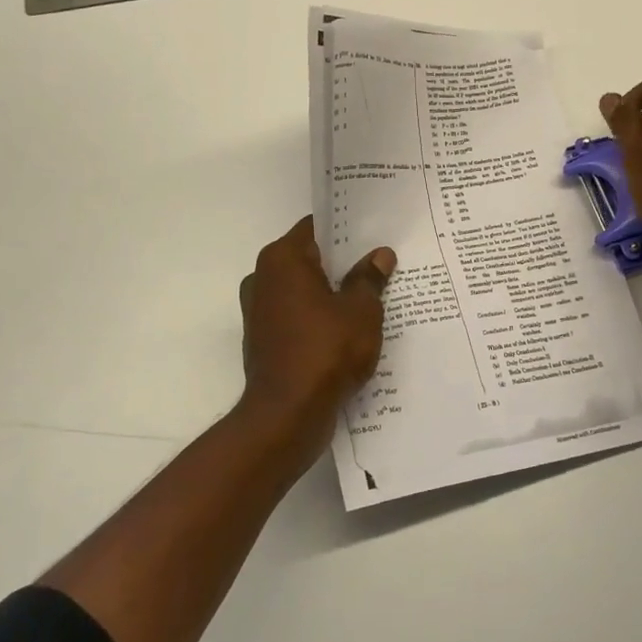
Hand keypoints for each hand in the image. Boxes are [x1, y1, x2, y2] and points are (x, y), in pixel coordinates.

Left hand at [237, 217, 396, 461]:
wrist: (287, 414)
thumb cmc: (326, 350)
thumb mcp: (360, 310)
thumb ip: (369, 279)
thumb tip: (379, 255)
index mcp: (282, 260)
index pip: (316, 227)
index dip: (346, 229)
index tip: (373, 232)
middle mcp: (263, 279)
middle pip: (310, 260)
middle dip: (342, 263)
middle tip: (381, 264)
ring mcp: (260, 312)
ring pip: (304, 291)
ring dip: (332, 294)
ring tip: (372, 298)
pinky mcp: (264, 341)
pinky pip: (298, 318)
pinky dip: (319, 320)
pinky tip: (350, 331)